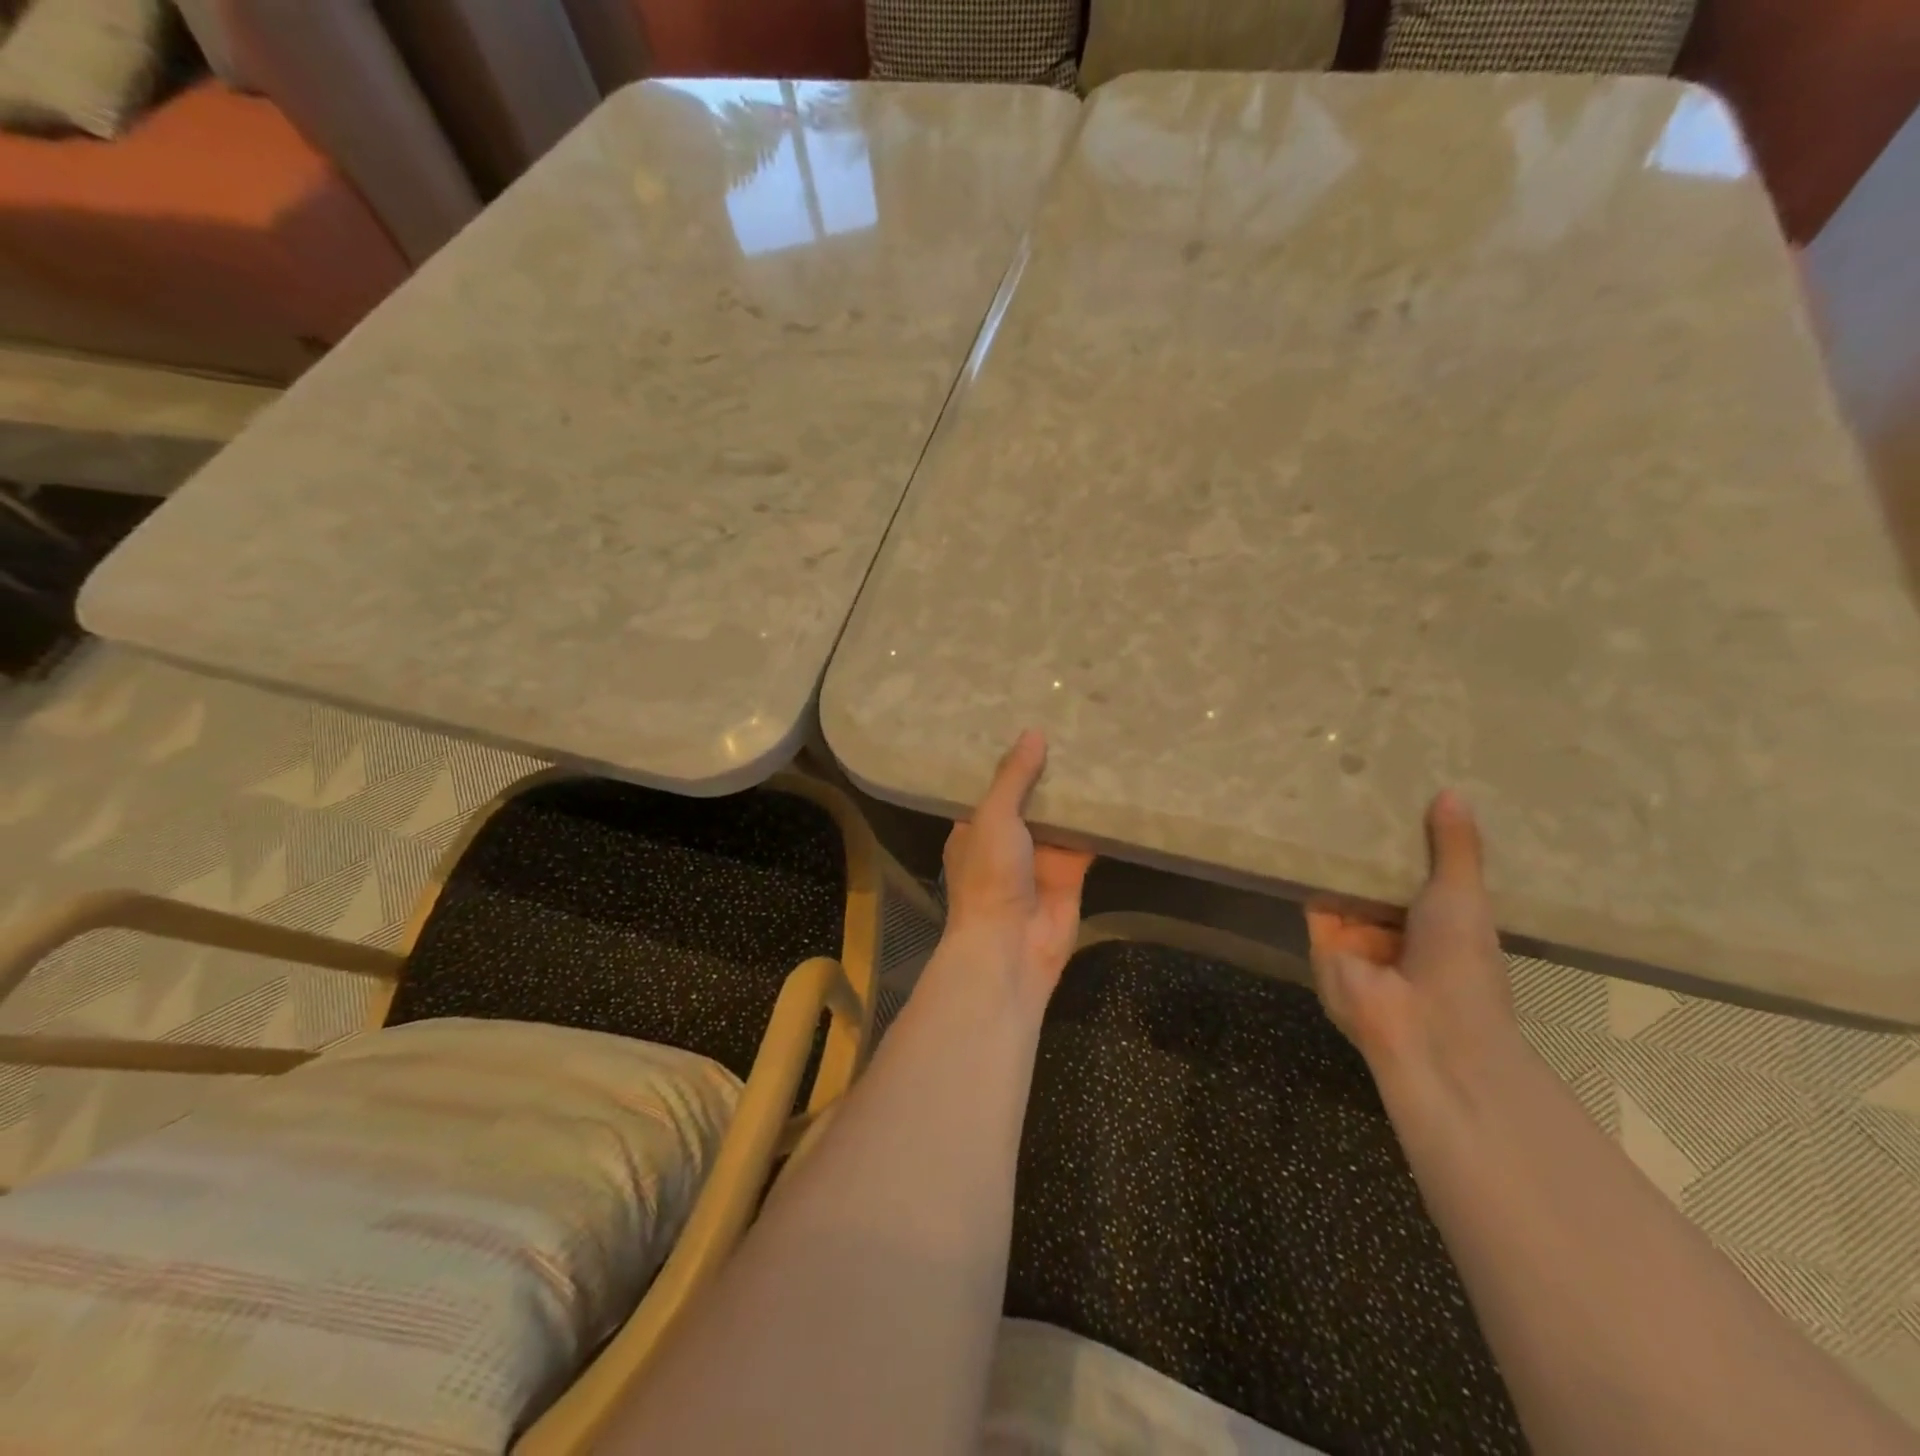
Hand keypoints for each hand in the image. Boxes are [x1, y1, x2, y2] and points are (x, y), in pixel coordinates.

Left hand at [940, 729, 1092, 997]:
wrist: (1011, 946)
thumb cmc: (989, 876)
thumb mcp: (994, 816)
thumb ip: (1014, 777)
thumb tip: (1033, 733)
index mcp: (974, 827)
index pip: (990, 786)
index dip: (1008, 760)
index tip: (1026, 724)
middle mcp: (1005, 840)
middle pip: (1030, 799)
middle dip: (1046, 771)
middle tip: (1071, 728)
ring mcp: (1039, 857)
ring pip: (1060, 817)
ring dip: (1075, 793)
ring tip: (1097, 747)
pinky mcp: (1070, 873)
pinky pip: (1086, 840)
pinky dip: (1099, 821)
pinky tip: (1117, 789)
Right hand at [1306, 791, 1517, 1085]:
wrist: (1424, 1026)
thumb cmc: (1461, 961)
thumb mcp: (1463, 895)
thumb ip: (1454, 848)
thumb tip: (1454, 791)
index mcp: (1439, 922)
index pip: (1420, 873)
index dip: (1411, 840)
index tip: (1400, 795)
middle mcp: (1396, 928)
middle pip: (1376, 878)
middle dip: (1368, 844)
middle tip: (1354, 785)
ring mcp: (1357, 936)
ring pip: (1343, 886)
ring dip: (1337, 855)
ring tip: (1323, 796)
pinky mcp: (1321, 940)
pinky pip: (1313, 899)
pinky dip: (1309, 870)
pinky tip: (1301, 829)